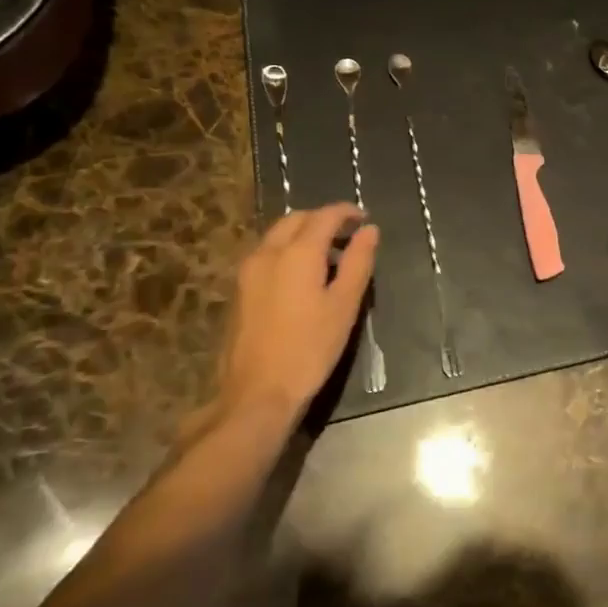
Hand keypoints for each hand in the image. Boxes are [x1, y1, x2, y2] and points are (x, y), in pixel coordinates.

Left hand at [204, 204, 378, 429]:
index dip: (347, 212)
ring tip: (327, 256)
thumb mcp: (344, 305)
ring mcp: (248, 271)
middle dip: (322, 219)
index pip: (325, 216)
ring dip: (303, 234)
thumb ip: (358, 262)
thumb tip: (369, 230)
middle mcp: (268, 253)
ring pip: (277, 235)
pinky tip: (301, 277)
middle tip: (347, 235)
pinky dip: (287, 251)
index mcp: (297, 252)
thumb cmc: (309, 349)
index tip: (364, 219)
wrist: (256, 394)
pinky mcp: (238, 291)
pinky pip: (266, 254)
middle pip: (297, 219)